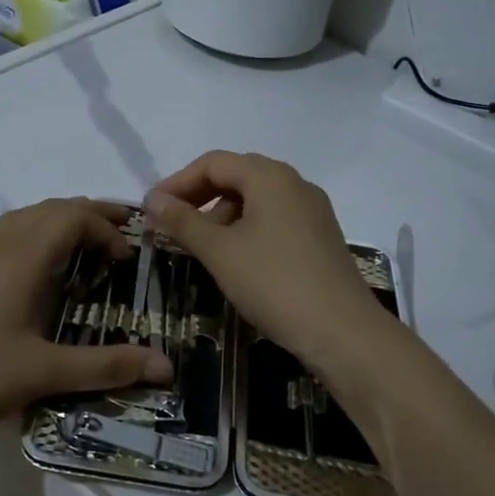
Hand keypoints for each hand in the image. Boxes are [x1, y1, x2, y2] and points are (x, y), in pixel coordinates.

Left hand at [0, 198, 173, 453]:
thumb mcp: (43, 374)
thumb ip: (107, 365)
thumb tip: (165, 366)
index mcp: (18, 257)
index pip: (73, 215)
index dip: (105, 226)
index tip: (123, 257)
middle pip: (43, 210)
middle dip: (81, 218)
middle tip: (108, 241)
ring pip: (7, 223)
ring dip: (43, 230)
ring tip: (63, 258)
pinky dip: (6, 248)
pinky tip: (1, 285)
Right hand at [145, 152, 391, 374]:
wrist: (342, 332)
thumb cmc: (274, 283)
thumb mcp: (219, 251)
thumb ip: (182, 221)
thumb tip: (151, 199)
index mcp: (270, 176)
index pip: (213, 163)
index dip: (177, 183)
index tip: (152, 210)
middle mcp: (295, 184)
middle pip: (236, 177)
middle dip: (199, 198)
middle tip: (171, 226)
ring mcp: (312, 211)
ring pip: (256, 200)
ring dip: (222, 216)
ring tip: (201, 249)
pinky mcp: (321, 237)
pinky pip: (274, 220)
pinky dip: (246, 230)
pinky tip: (235, 260)